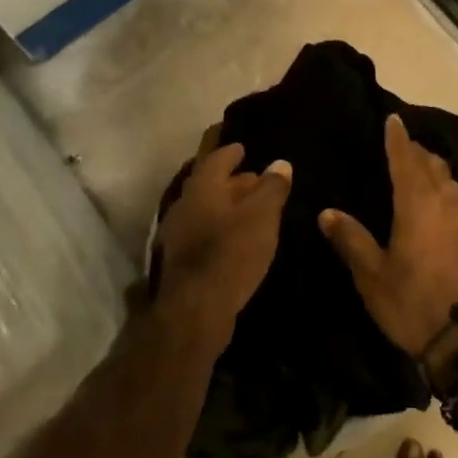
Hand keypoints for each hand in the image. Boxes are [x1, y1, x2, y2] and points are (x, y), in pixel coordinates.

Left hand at [156, 127, 291, 350]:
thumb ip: (272, 187)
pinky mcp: (180, 260)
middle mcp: (184, 205)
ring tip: (250, 210)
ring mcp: (177, 234)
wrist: (196, 309)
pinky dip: (220, 228)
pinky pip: (202, 233)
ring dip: (226, 207)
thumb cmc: (231, 252)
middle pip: (209, 185)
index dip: (230, 152)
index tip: (242, 148)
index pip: (215, 159)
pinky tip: (236, 239)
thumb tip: (280, 163)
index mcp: (202, 187)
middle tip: (255, 180)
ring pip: (205, 210)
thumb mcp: (262, 216)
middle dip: (231, 181)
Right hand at [318, 114, 457, 356]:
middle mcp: (445, 203)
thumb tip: (326, 212)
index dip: (398, 139)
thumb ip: (350, 239)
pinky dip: (447, 189)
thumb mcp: (372, 275)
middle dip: (416, 150)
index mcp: (417, 205)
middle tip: (401, 143)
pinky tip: (441, 202)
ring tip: (420, 167)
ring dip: (434, 168)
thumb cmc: (412, 303)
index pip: (406, 160)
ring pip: (450, 181)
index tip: (393, 119)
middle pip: (432, 165)